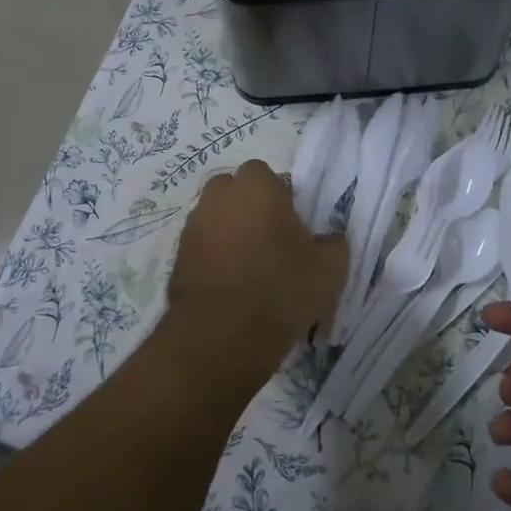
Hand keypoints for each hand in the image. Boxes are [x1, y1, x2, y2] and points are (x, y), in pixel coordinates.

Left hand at [164, 162, 346, 373]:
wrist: (223, 336)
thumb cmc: (282, 289)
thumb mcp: (330, 268)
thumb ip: (333, 243)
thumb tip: (327, 240)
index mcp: (256, 186)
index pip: (267, 174)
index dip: (280, 196)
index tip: (292, 226)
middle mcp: (218, 196)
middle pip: (235, 192)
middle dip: (250, 210)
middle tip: (272, 243)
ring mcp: (192, 226)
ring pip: (217, 219)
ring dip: (231, 234)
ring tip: (251, 270)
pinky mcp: (177, 256)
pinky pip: (202, 247)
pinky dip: (215, 259)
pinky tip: (232, 288)